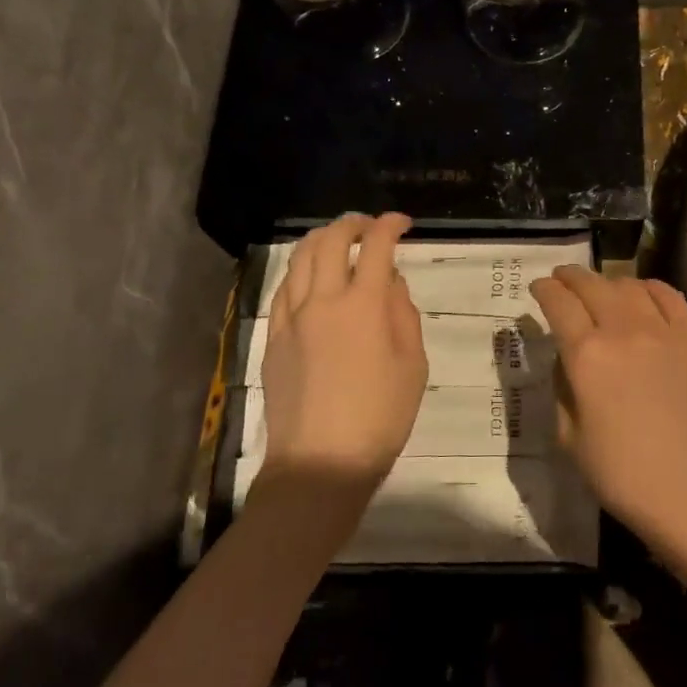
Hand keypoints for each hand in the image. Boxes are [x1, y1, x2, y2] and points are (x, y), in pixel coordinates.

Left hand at [261, 213, 427, 488]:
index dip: (390, 226)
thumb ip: (404, 315)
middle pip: (331, 241)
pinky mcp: (273, 338)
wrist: (320, 463)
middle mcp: (323, 301)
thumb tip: (391, 283)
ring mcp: (291, 318)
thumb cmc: (381, 417)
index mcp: (364, 306)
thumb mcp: (413, 365)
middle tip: (370, 226)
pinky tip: (311, 277)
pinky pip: (285, 288)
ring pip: (300, 259)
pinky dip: (301, 269)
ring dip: (322, 239)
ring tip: (339, 240)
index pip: (376, 247)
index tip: (403, 223)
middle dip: (353, 223)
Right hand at [530, 266, 686, 552]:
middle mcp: (623, 330)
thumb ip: (561, 388)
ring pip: (630, 286)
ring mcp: (664, 330)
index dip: (544, 290)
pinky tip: (642, 294)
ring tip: (601, 290)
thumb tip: (566, 358)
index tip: (537, 287)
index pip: (559, 304)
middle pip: (592, 285)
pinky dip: (649, 288)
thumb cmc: (622, 474)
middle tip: (561, 278)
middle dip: (570, 277)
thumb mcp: (569, 437)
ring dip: (608, 282)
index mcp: (587, 356)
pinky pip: (670, 296)